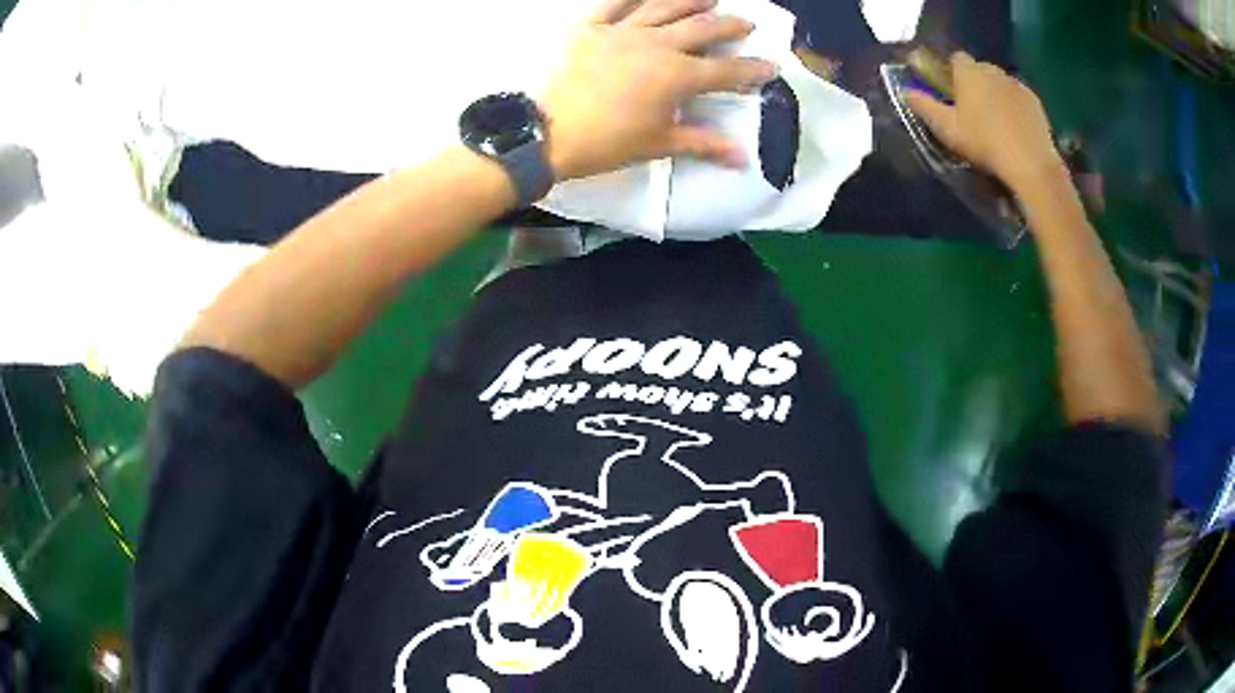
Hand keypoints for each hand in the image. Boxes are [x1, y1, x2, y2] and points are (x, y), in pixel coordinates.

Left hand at [541, 0, 777, 179]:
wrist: (549, 133)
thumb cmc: (607, 143)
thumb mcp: (658, 145)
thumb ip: (703, 144)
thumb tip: (742, 158)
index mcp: (677, 76)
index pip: (725, 70)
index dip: (752, 69)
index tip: (771, 67)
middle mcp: (656, 44)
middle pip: (702, 28)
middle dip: (729, 26)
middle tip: (746, 23)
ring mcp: (622, 31)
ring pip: (664, 6)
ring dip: (691, 0)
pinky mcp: (590, 27)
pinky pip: (614, 3)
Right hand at [905, 52, 1064, 193]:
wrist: (1031, 165)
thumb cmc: (985, 143)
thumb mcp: (947, 129)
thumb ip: (925, 107)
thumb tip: (906, 92)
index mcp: (969, 72)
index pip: (955, 58)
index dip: (951, 72)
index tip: (950, 92)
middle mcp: (993, 70)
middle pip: (979, 69)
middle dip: (974, 84)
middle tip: (972, 111)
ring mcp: (1017, 85)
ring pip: (999, 84)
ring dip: (995, 96)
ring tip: (995, 124)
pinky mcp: (1035, 102)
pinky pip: (1018, 98)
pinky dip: (1014, 108)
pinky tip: (1014, 130)